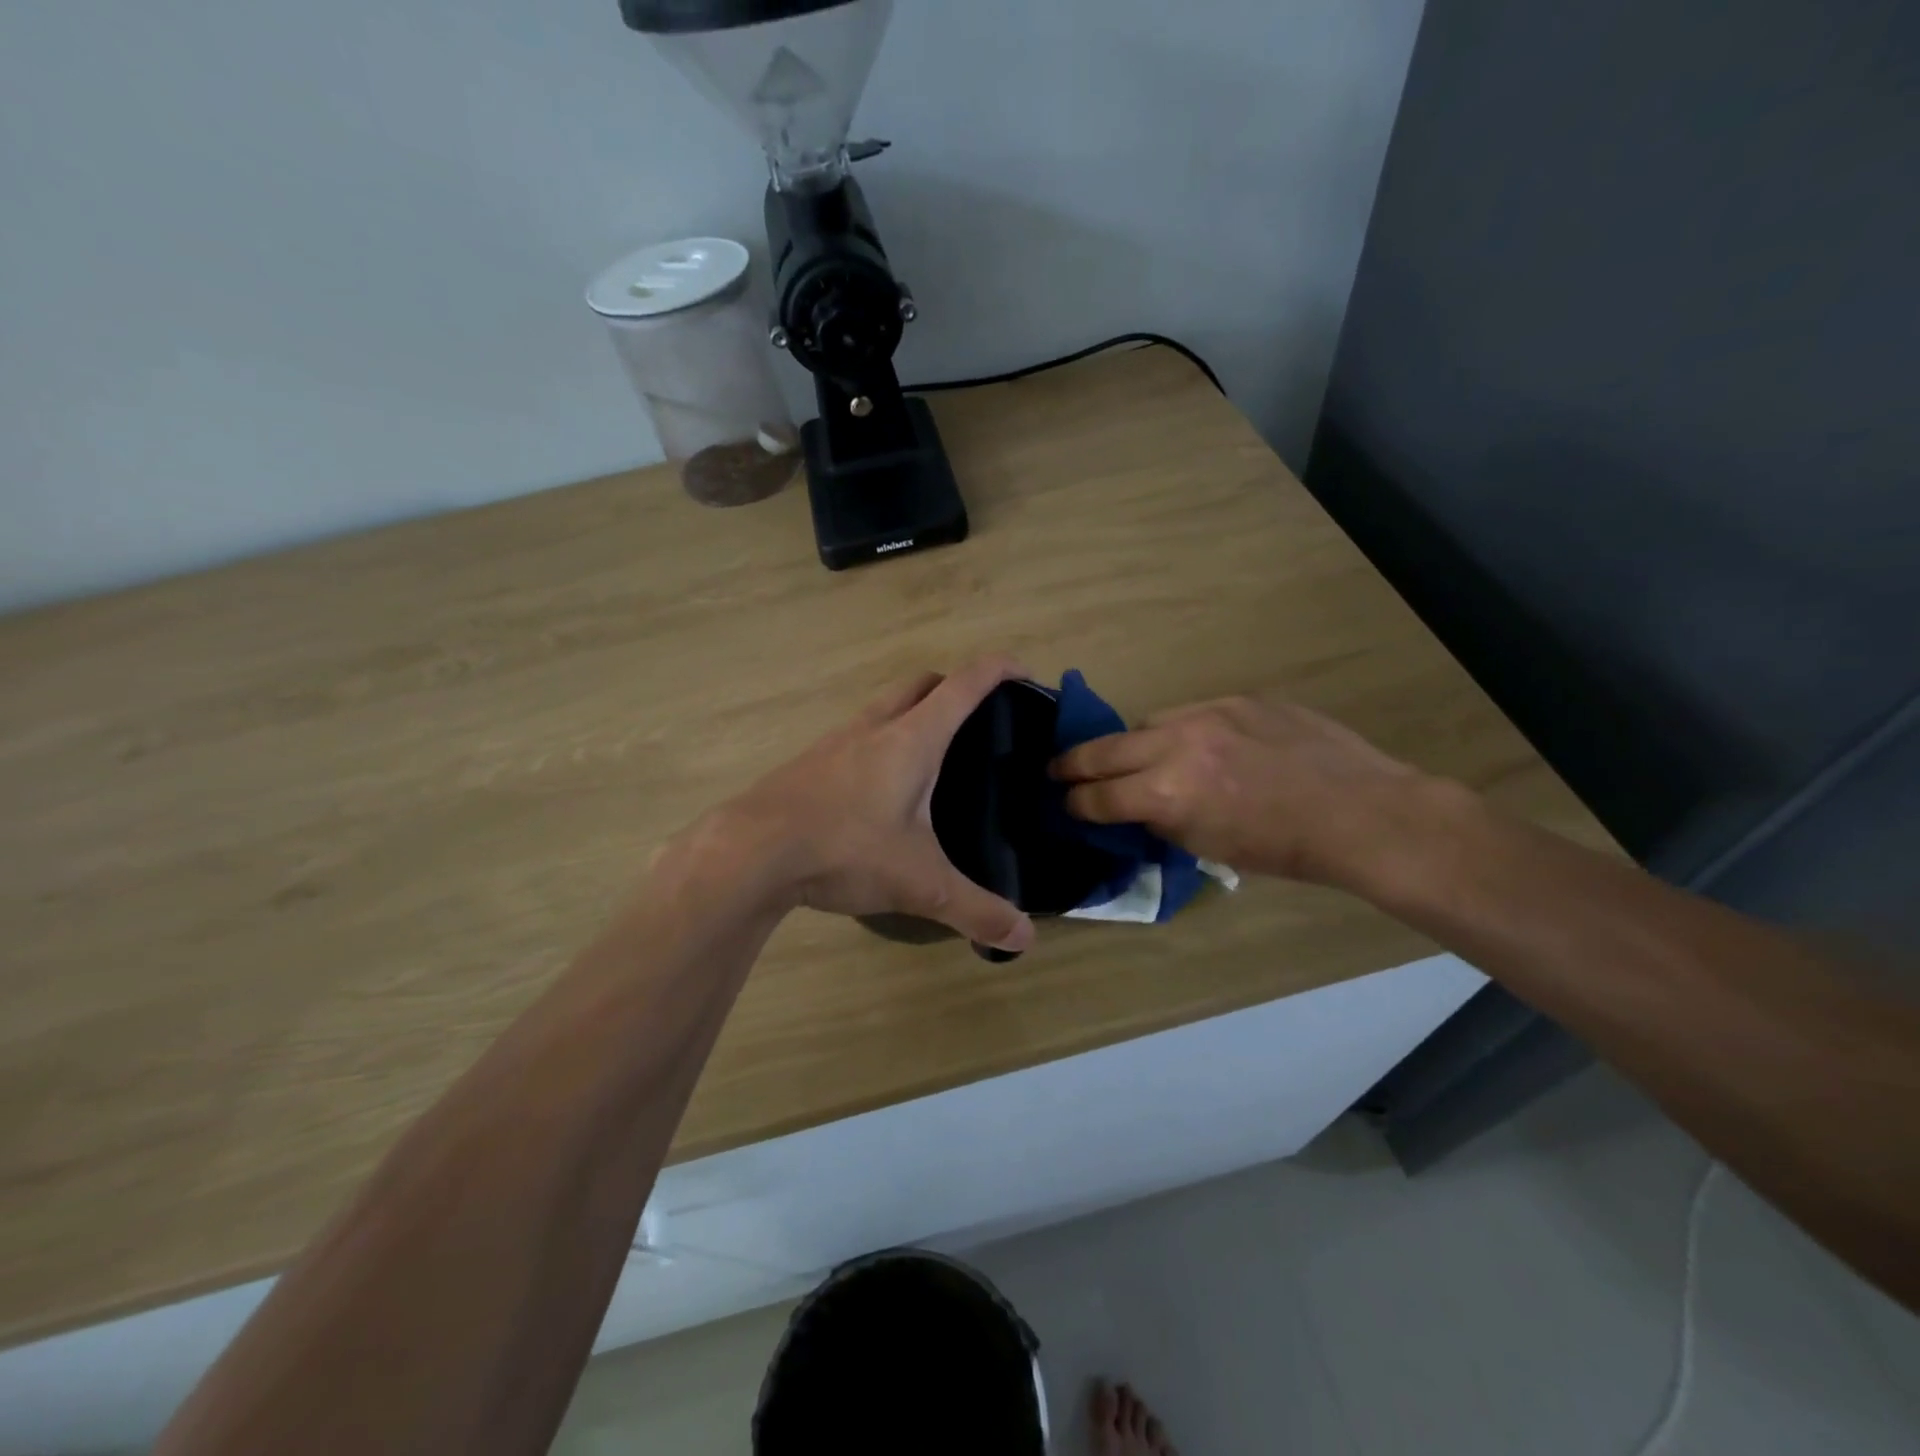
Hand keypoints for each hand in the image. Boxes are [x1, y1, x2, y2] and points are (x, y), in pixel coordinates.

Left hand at [695, 657, 1036, 952]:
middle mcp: (874, 726)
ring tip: (931, 757)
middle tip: (977, 720)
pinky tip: (878, 789)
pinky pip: (855, 734)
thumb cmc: (844, 849)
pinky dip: (879, 741)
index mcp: (912, 739)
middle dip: (954, 686)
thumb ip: (976, 909)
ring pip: (884, 706)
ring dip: (912, 712)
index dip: (998, 669)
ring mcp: (835, 741)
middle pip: (921, 683)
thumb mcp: (919, 884)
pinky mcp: (809, 762)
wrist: (749, 852)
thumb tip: (1025, 939)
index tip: (1023, 671)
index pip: (964, 684)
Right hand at [1050, 695, 1436, 886]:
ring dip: (1131, 743)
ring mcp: (1209, 713)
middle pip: (1105, 748)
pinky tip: (1194, 744)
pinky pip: (1190, 711)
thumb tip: (1136, 808)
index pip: (1100, 795)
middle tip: (1058, 769)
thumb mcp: (1209, 848)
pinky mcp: (1238, 699)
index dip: (1076, 804)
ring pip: (1146, 721)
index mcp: (1168, 793)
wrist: (1361, 812)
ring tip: (1134, 757)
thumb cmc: (1284, 849)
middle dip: (1074, 763)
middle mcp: (1178, 744)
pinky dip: (1178, 730)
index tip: (1066, 804)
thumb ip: (1161, 821)